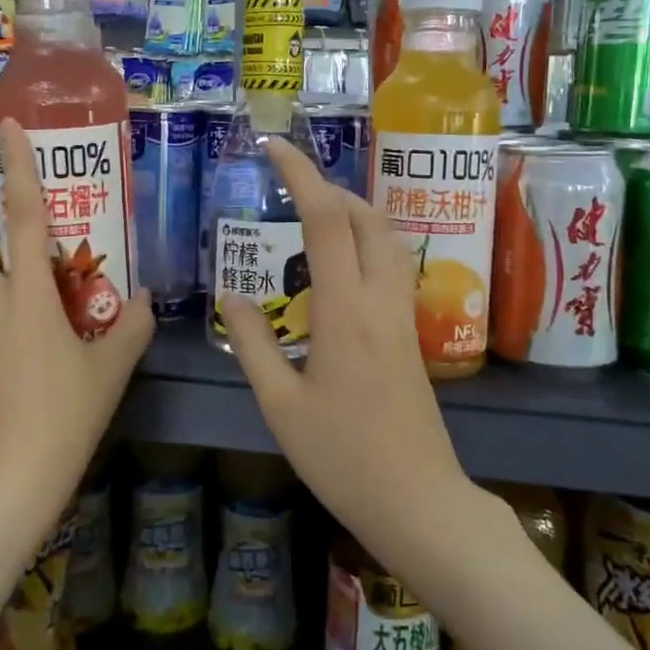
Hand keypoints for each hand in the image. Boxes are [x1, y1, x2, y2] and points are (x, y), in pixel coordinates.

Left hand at [0, 120, 153, 543]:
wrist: (4, 488)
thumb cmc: (63, 419)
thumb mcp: (112, 370)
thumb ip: (132, 325)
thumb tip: (146, 296)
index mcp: (27, 298)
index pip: (21, 218)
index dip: (17, 170)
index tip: (10, 128)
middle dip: (8, 250)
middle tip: (50, 273)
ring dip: (9, 293)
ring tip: (52, 326)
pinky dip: (6, 332)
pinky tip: (37, 371)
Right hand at [222, 138, 471, 563]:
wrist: (418, 501)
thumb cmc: (343, 457)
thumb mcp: (279, 403)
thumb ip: (252, 342)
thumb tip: (231, 295)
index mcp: (344, 310)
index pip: (326, 220)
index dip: (300, 175)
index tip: (274, 148)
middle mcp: (380, 300)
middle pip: (366, 217)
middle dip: (329, 187)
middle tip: (290, 186)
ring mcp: (402, 315)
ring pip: (387, 238)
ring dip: (353, 211)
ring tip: (312, 216)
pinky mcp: (411, 334)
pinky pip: (392, 264)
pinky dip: (366, 241)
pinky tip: (339, 265)